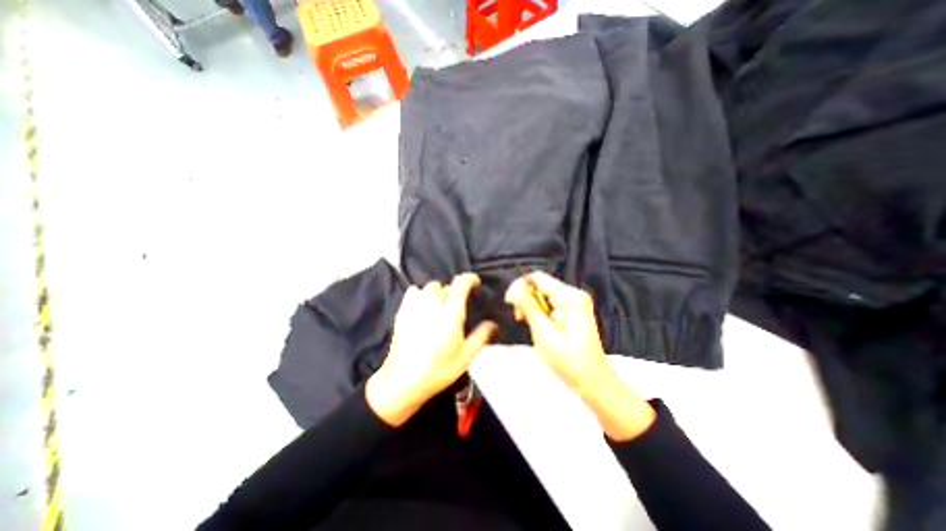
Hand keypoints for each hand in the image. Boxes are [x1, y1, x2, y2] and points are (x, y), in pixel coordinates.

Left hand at [362, 274, 497, 427]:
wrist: (404, 381)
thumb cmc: (438, 370)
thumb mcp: (466, 357)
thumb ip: (481, 336)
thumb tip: (493, 324)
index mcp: (451, 313)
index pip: (461, 283)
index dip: (470, 279)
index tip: (475, 283)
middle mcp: (433, 304)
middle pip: (446, 287)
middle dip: (455, 292)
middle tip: (457, 306)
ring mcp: (416, 306)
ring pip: (430, 287)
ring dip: (438, 292)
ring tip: (440, 306)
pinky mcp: (403, 311)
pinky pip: (413, 291)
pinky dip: (421, 294)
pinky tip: (423, 305)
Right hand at [506, 273, 609, 388]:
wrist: (593, 381)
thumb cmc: (569, 361)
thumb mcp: (543, 333)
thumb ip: (529, 307)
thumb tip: (515, 289)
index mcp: (570, 297)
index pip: (538, 277)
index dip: (519, 286)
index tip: (509, 302)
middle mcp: (574, 294)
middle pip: (541, 285)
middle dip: (526, 298)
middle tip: (519, 317)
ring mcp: (575, 302)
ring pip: (544, 294)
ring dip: (531, 306)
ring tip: (527, 323)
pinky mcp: (573, 311)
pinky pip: (550, 303)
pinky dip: (540, 311)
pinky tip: (538, 324)